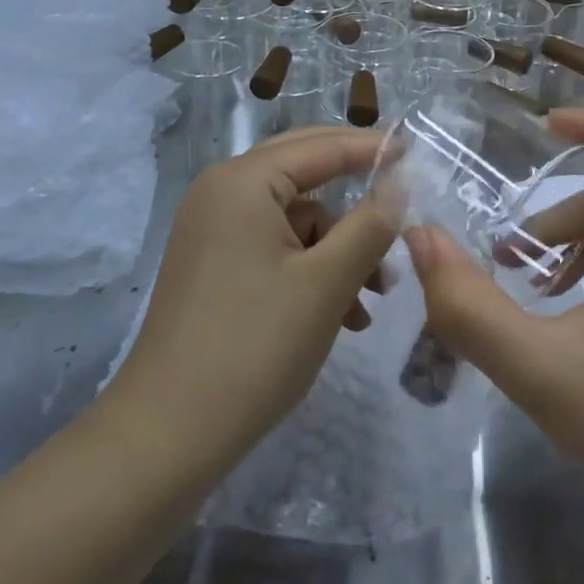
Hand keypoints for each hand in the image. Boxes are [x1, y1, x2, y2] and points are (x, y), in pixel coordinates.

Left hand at [103, 127, 398, 487]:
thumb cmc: (255, 347)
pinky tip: (343, 315)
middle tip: (402, 202)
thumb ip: (370, 224)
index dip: (371, 148)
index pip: (321, 147)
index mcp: (243, 182)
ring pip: (295, 219)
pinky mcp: (214, 266)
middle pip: (304, 174)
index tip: (415, 152)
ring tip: (374, 295)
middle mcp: (222, 193)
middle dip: (355, 199)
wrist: (167, 436)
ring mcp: (214, 231)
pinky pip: (276, 248)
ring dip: (339, 248)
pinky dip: (312, 270)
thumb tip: (398, 183)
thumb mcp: (328, 282)